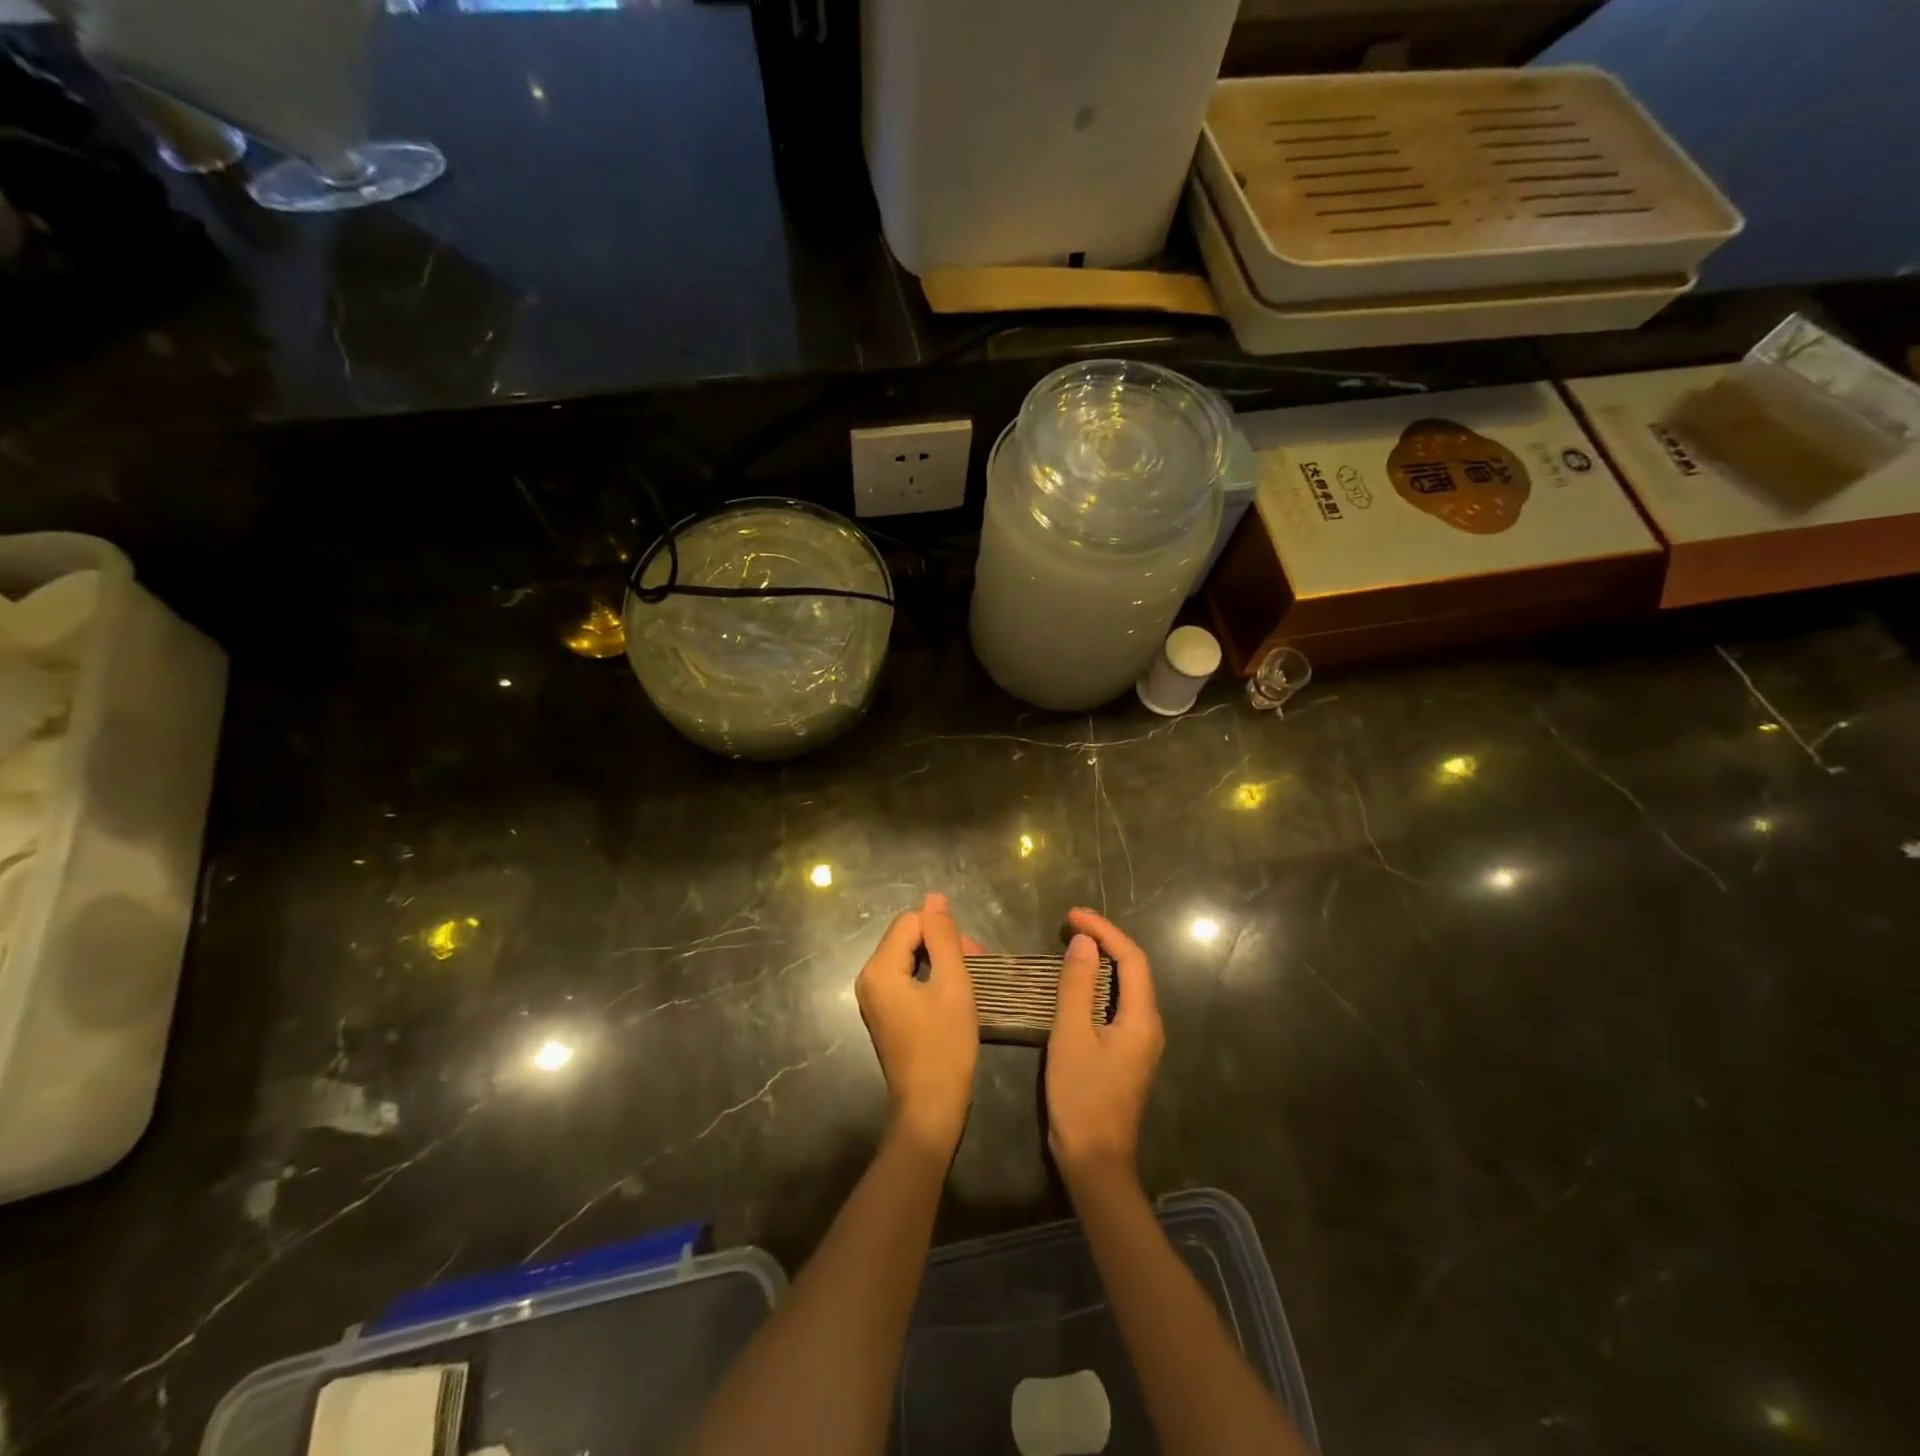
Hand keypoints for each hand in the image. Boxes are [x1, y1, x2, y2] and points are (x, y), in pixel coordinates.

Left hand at [855, 893, 980, 1155]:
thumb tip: (934, 897)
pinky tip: (952, 997)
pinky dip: (931, 979)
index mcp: (879, 968)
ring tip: (969, 983)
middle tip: (976, 969)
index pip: (912, 922)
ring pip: (910, 957)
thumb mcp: (953, 985)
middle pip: (908, 937)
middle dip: (943, 945)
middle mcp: (868, 978)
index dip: (944, 933)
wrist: (930, 1109)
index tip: (973, 958)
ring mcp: (874, 998)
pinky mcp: (884, 1013)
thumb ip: (944, 937)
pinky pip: (906, 979)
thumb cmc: (945, 1046)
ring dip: (940, 962)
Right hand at [1046, 907, 1163, 1186]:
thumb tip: (1083, 942)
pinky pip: (1118, 1004)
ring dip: (1102, 961)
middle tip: (1069, 925)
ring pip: (1126, 987)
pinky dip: (1099, 984)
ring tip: (1071, 944)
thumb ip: (1077, 985)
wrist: (1095, 1160)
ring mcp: (1141, 1041)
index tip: (1072, 915)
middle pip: (1134, 969)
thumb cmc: (1081, 1095)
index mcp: (1142, 1018)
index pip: (1131, 958)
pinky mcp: (1127, 1053)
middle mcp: (1150, 1025)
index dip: (1104, 930)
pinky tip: (1077, 984)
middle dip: (1104, 940)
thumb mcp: (1071, 1035)